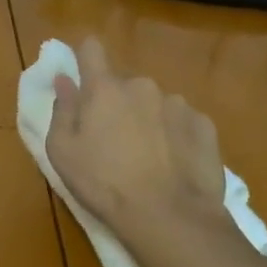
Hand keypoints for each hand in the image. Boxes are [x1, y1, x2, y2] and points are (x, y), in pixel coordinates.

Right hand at [45, 38, 227, 258]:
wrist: (170, 217)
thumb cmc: (104, 184)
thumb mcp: (63, 152)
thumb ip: (62, 109)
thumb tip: (64, 80)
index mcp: (104, 88)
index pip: (91, 48)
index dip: (85, 57)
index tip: (83, 78)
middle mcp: (142, 85)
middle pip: (124, 84)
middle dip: (117, 103)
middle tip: (114, 140)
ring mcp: (177, 103)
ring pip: (155, 103)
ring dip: (148, 119)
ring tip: (149, 157)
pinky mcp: (204, 125)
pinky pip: (183, 121)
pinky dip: (176, 135)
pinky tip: (174, 164)